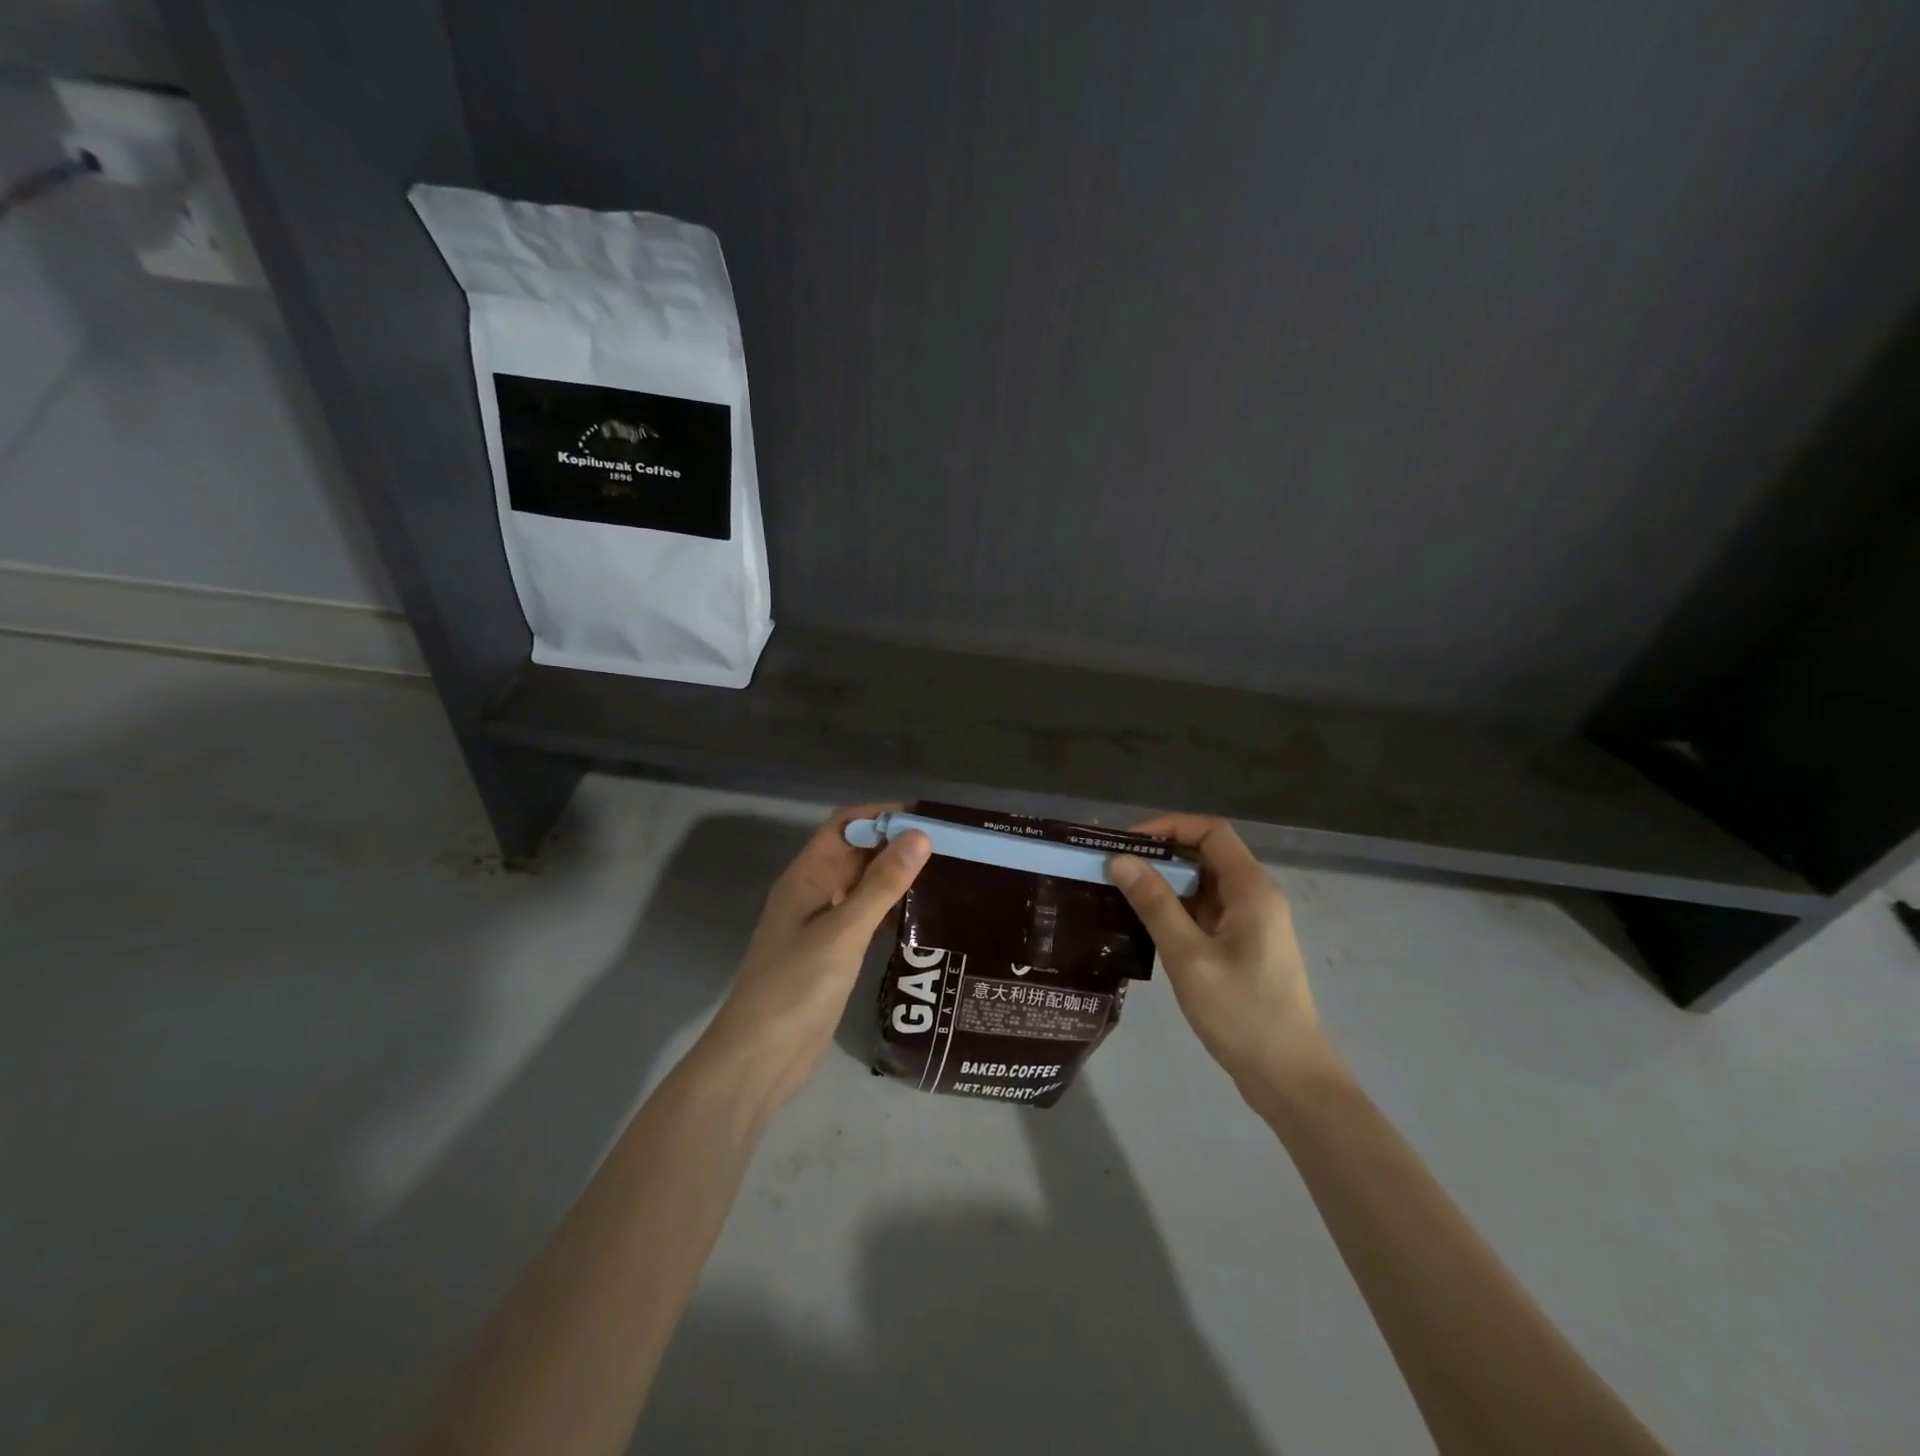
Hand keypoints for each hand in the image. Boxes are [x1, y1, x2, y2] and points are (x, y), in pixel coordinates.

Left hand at [697, 804, 930, 1114]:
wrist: (760, 1059)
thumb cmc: (796, 987)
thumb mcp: (843, 932)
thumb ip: (882, 884)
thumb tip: (920, 835)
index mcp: (806, 877)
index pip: (845, 826)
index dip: (882, 814)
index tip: (928, 816)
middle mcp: (814, 893)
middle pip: (856, 853)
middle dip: (895, 842)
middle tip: (949, 845)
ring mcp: (823, 925)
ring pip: (863, 885)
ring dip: (896, 875)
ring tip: (945, 872)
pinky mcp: (834, 954)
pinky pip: (866, 917)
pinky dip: (891, 908)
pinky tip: (923, 914)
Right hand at [1107, 815, 1337, 1103]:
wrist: (1289, 1078)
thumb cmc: (1242, 1013)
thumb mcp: (1189, 957)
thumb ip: (1155, 904)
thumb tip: (1120, 860)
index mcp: (1252, 889)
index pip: (1210, 832)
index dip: (1167, 827)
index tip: (1126, 843)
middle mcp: (1254, 897)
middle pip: (1205, 855)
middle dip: (1159, 855)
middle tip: (1113, 867)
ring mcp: (1250, 923)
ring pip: (1203, 885)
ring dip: (1164, 883)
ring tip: (1119, 892)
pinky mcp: (1242, 947)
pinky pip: (1204, 912)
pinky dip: (1175, 909)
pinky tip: (1143, 924)